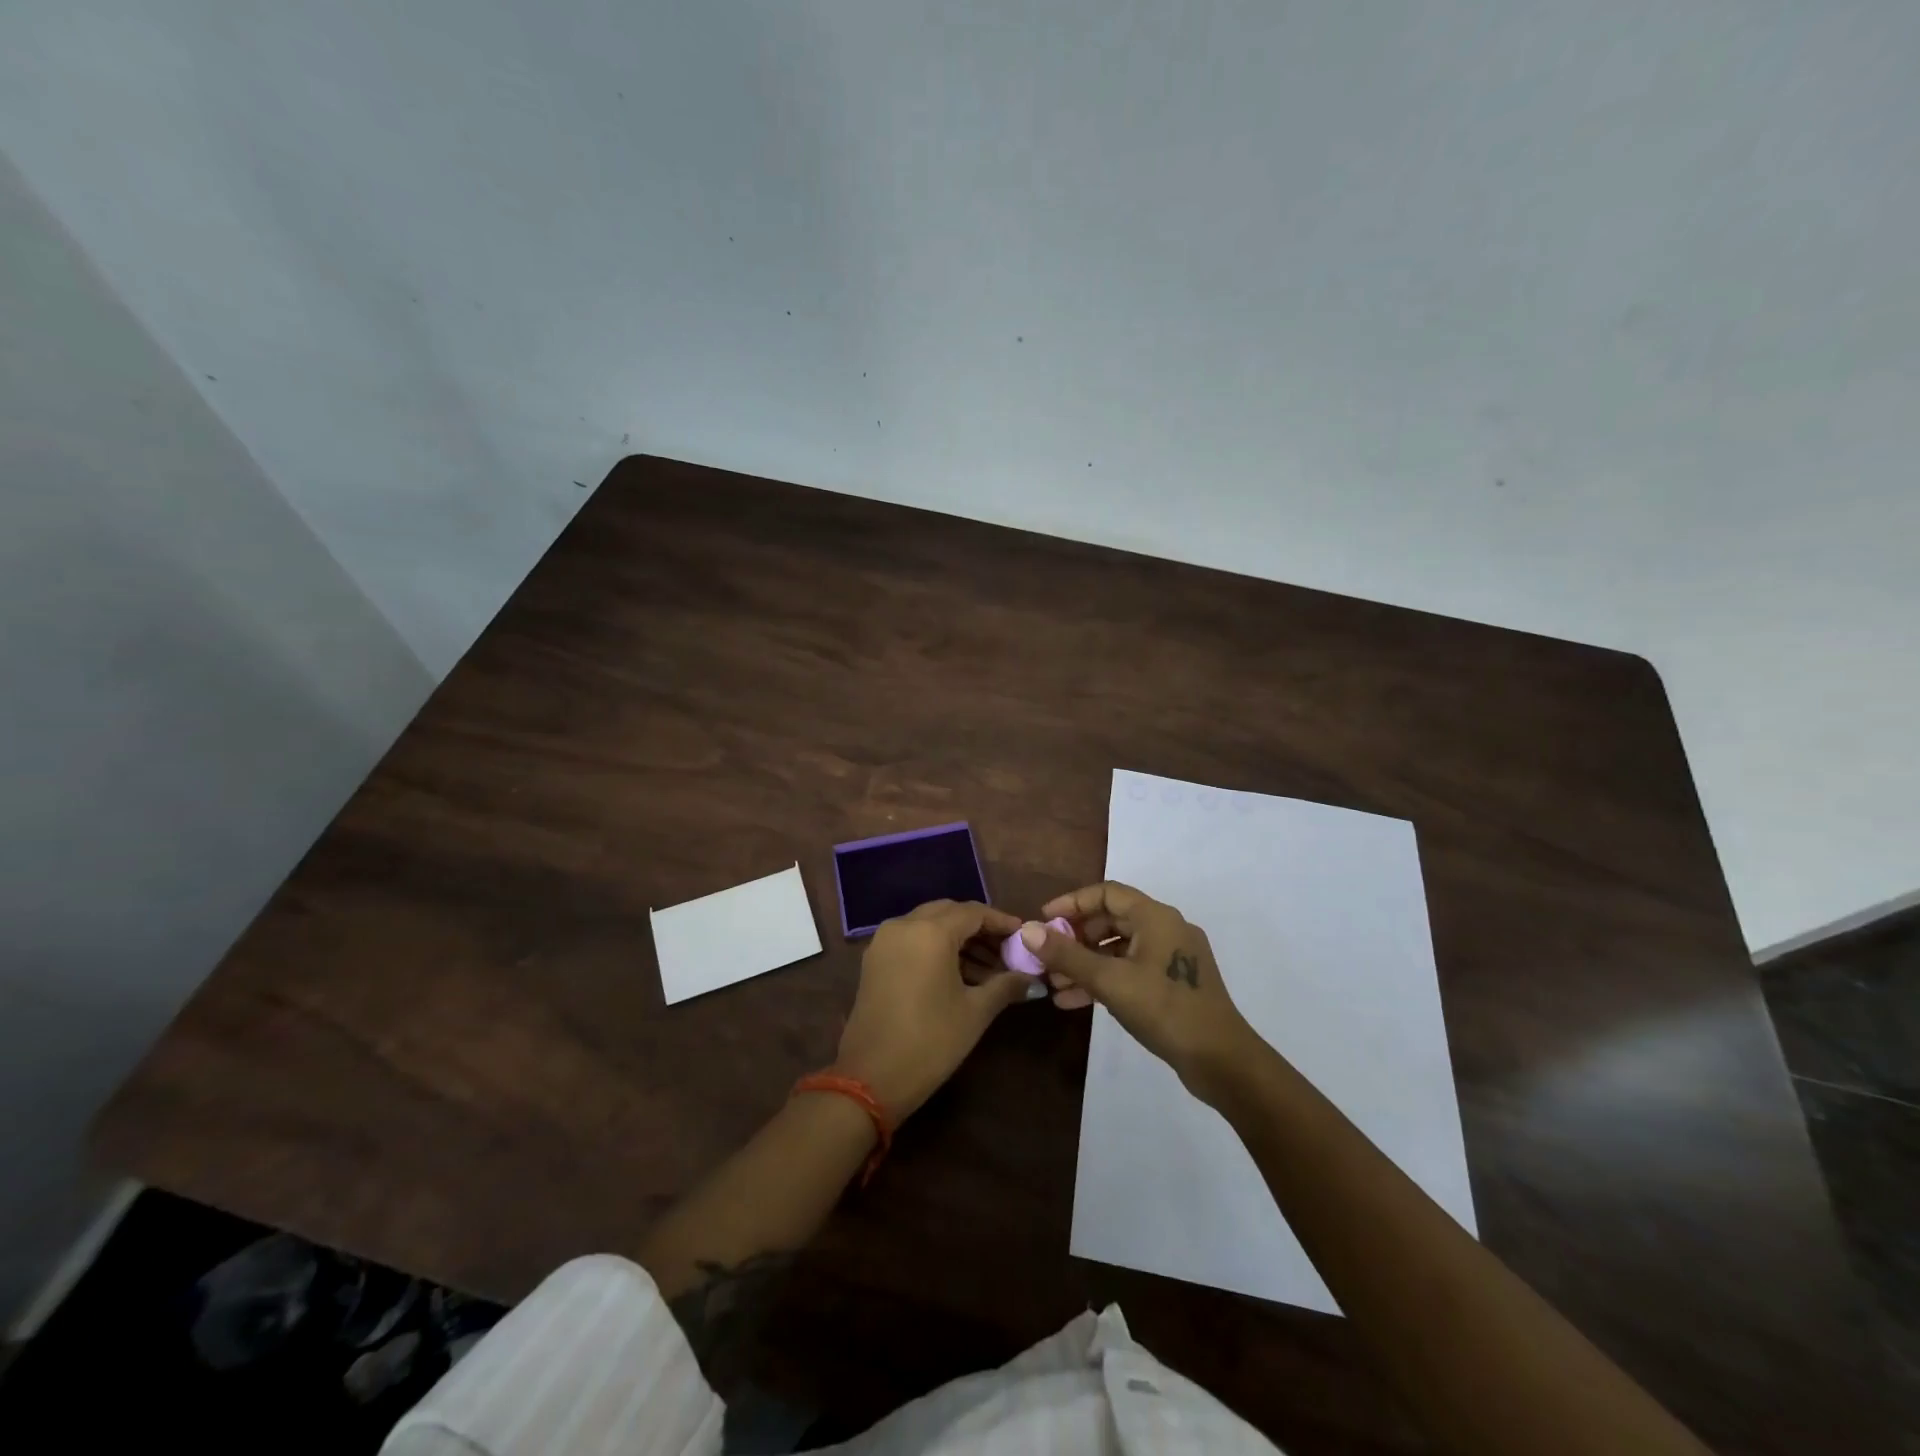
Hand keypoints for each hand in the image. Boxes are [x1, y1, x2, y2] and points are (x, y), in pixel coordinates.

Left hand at [833, 900, 1034, 1122]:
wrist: (870, 1079)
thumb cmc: (930, 1042)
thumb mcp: (975, 1012)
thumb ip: (1005, 985)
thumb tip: (1032, 978)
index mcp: (930, 932)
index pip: (973, 912)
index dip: (1001, 921)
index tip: (1023, 934)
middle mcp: (904, 925)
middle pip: (949, 913)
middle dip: (979, 928)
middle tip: (1006, 950)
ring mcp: (884, 941)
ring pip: (929, 924)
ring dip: (958, 939)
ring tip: (988, 969)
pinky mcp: (874, 959)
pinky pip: (912, 939)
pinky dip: (936, 947)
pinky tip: (958, 973)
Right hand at [1024, 881, 1259, 1100]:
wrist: (1222, 1061)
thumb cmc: (1165, 1010)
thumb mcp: (1110, 981)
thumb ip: (1067, 955)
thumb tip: (1027, 930)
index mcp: (1156, 917)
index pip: (1106, 893)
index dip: (1071, 903)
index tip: (1043, 921)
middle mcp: (1166, 929)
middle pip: (1111, 920)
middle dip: (1075, 938)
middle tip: (1047, 956)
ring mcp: (1172, 958)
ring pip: (1119, 949)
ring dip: (1086, 963)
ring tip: (1055, 984)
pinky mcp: (1174, 984)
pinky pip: (1131, 970)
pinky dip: (1105, 980)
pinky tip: (1075, 1001)